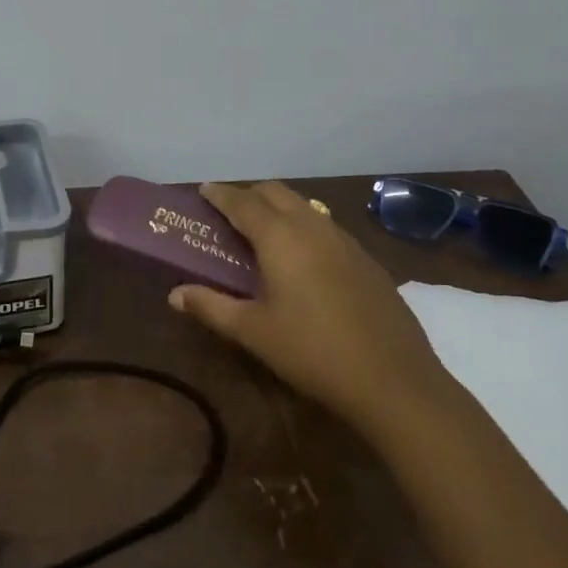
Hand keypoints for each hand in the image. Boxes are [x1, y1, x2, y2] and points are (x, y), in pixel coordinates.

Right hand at [168, 181, 448, 433]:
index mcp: (280, 237)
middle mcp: (312, 225)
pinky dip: (304, 226)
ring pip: (304, 205)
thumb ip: (211, 306)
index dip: (219, 194)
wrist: (392, 377)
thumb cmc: (312, 351)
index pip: (242, 201)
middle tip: (229, 213)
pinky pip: (325, 226)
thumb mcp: (254, 332)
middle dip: (249, 194)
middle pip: (275, 193)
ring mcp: (344, 239)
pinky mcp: (365, 258)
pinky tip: (303, 258)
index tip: (203, 190)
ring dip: (279, 208)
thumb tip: (175, 294)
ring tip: (263, 232)